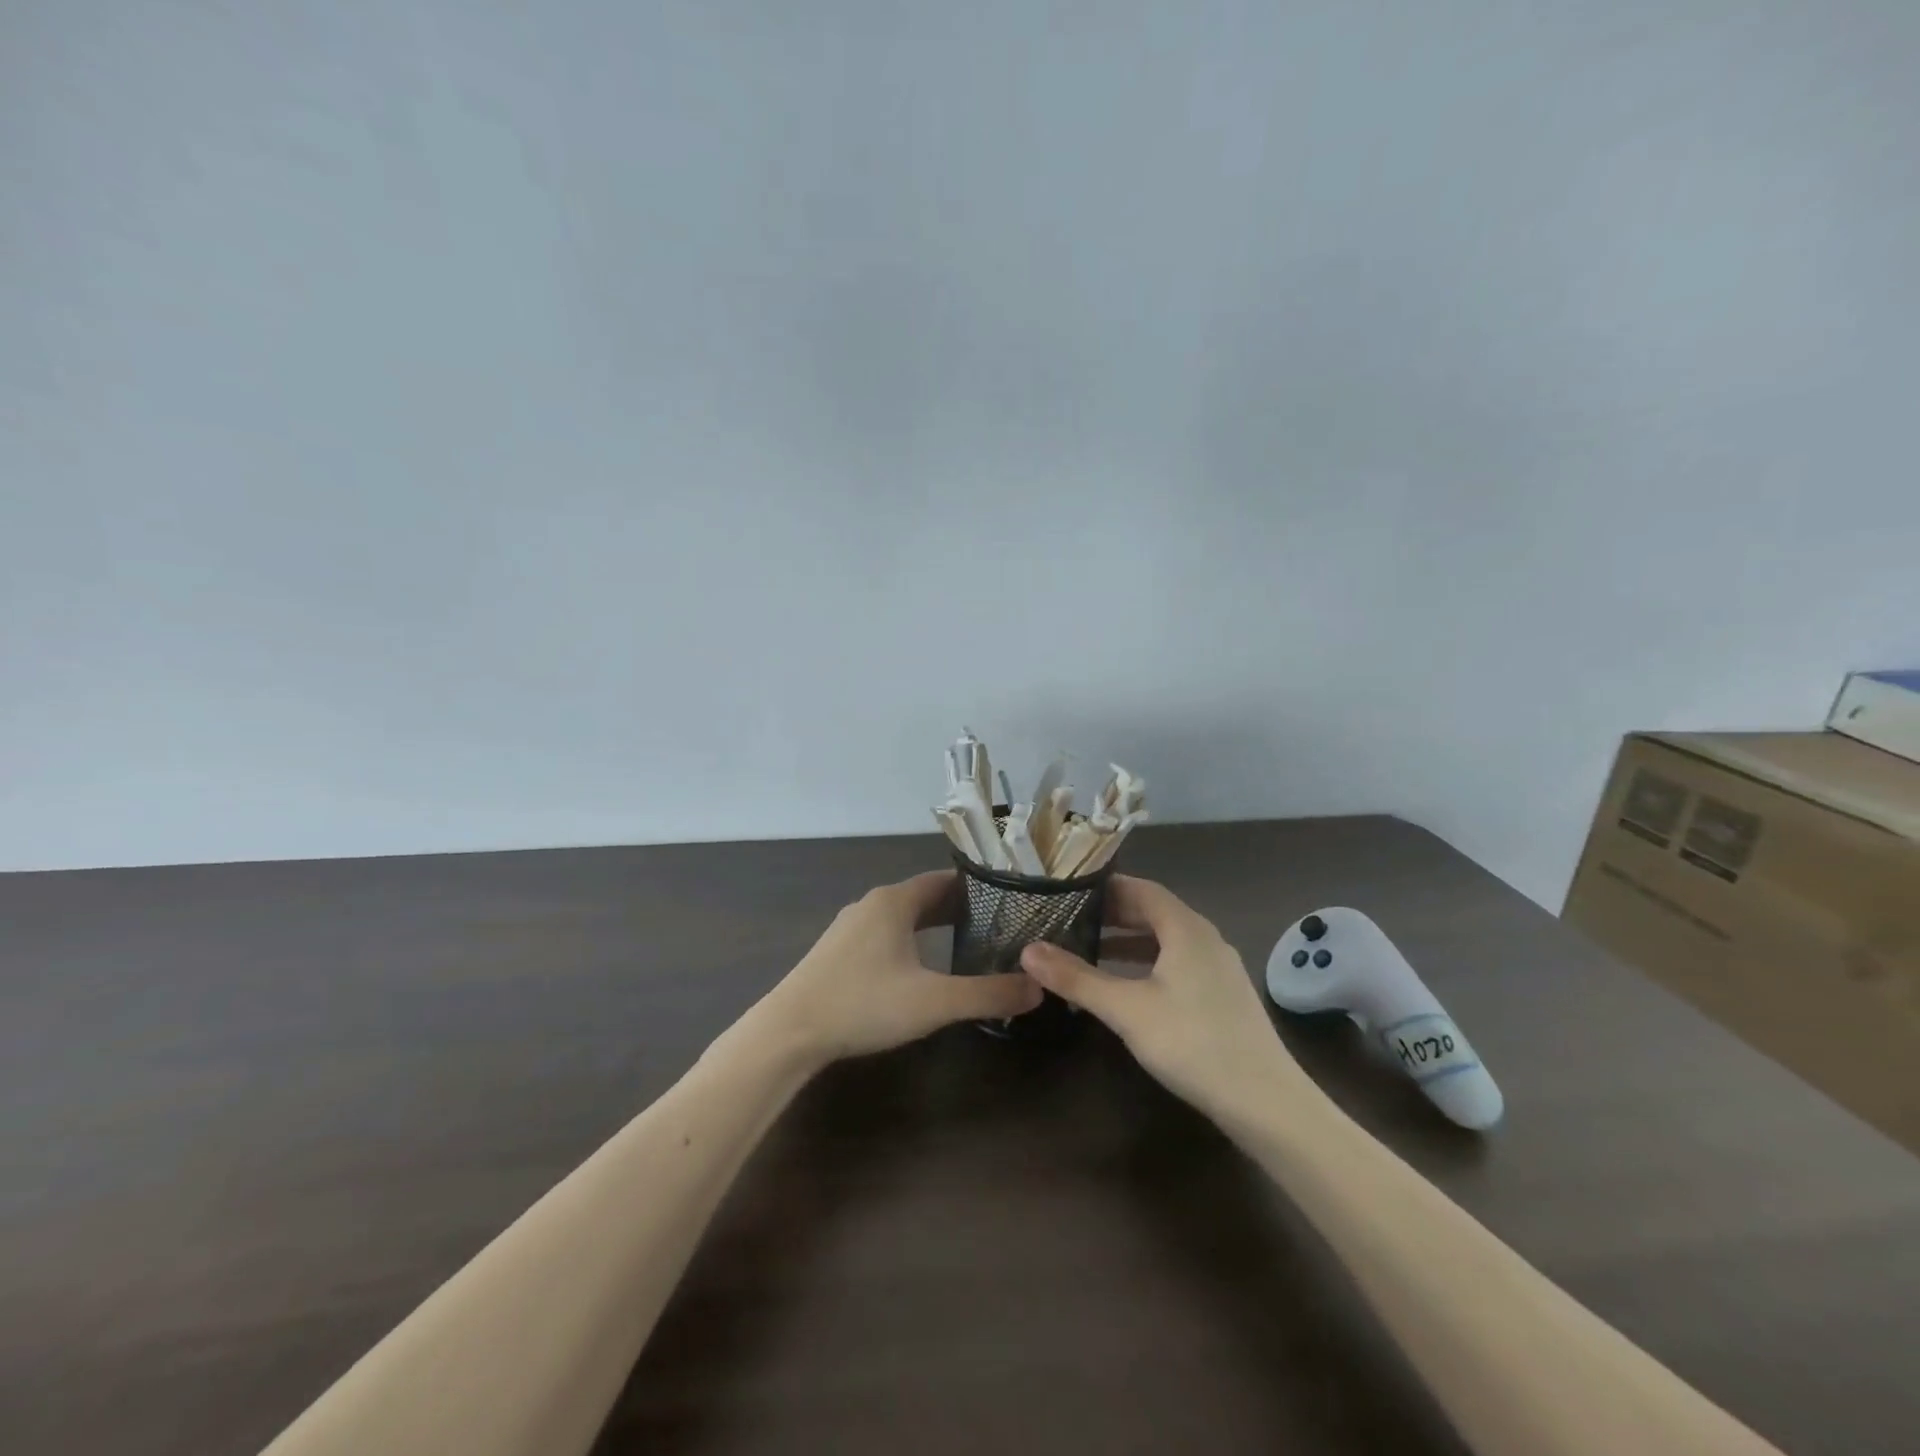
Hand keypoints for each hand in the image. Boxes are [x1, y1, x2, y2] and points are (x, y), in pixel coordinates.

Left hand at [760, 871, 1041, 1067]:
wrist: (789, 1031)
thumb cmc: (864, 1004)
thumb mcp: (934, 1002)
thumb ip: (988, 994)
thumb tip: (1038, 987)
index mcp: (895, 901)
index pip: (945, 880)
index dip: (978, 888)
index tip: (1009, 901)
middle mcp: (872, 904)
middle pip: (925, 896)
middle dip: (960, 908)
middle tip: (999, 925)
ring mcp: (851, 926)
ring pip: (903, 916)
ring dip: (933, 925)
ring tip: (968, 943)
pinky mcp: (838, 950)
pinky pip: (885, 933)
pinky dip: (910, 939)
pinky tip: (921, 966)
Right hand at [1021, 875, 1307, 1118]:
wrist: (1265, 1103)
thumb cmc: (1192, 1043)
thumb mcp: (1126, 1009)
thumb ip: (1076, 978)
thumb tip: (1028, 950)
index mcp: (1186, 928)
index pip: (1141, 888)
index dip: (1106, 887)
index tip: (1070, 890)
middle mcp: (1206, 938)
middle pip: (1155, 912)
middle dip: (1113, 914)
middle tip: (1071, 919)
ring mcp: (1219, 968)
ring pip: (1167, 940)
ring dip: (1129, 941)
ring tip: (1090, 950)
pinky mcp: (1223, 996)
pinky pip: (1178, 963)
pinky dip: (1148, 963)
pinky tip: (1128, 987)